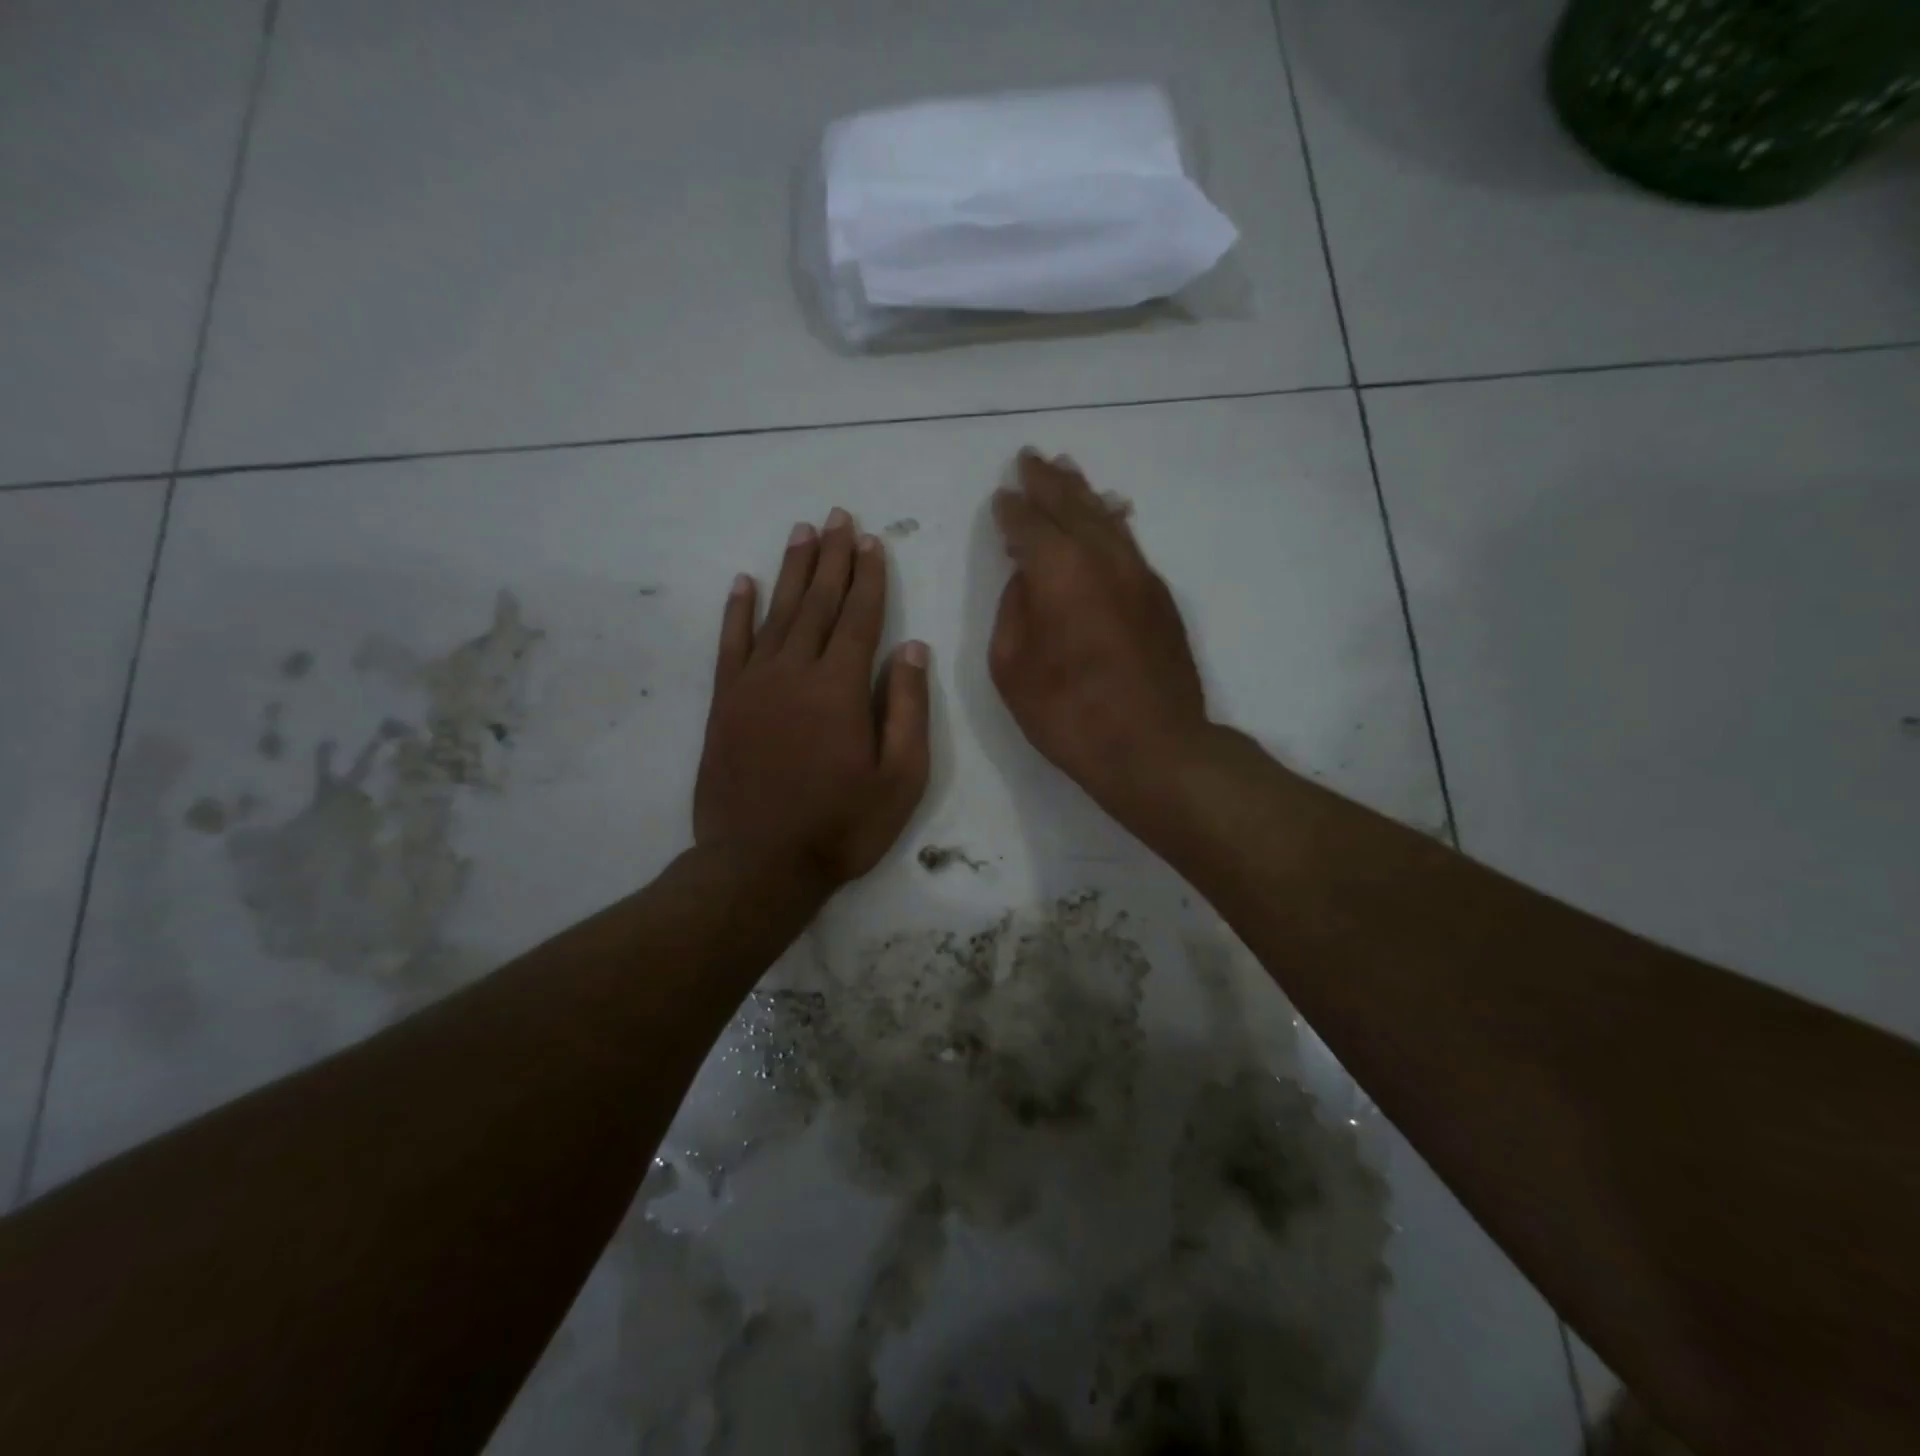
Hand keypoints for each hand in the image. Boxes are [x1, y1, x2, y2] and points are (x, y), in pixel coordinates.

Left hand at [695, 509, 929, 894]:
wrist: (758, 864)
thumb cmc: (841, 826)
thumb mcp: (900, 778)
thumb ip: (907, 708)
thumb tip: (912, 647)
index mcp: (840, 687)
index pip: (859, 617)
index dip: (869, 577)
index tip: (872, 541)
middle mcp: (794, 671)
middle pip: (817, 602)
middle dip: (831, 558)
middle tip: (837, 517)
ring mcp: (753, 684)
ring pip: (776, 613)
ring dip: (791, 570)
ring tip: (802, 532)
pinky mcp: (724, 703)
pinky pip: (730, 644)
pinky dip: (737, 611)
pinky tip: (744, 582)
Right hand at [989, 450, 1207, 826]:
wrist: (1154, 747)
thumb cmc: (1069, 714)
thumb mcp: (1013, 668)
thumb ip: (1014, 611)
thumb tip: (1027, 579)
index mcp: (1060, 572)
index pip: (1029, 525)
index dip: (1012, 509)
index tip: (1002, 494)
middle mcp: (1104, 559)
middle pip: (1072, 506)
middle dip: (1048, 481)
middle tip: (1031, 458)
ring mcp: (1139, 575)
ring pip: (1107, 519)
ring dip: (1083, 493)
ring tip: (1067, 471)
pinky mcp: (1160, 597)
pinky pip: (1130, 543)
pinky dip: (1111, 522)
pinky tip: (1108, 515)